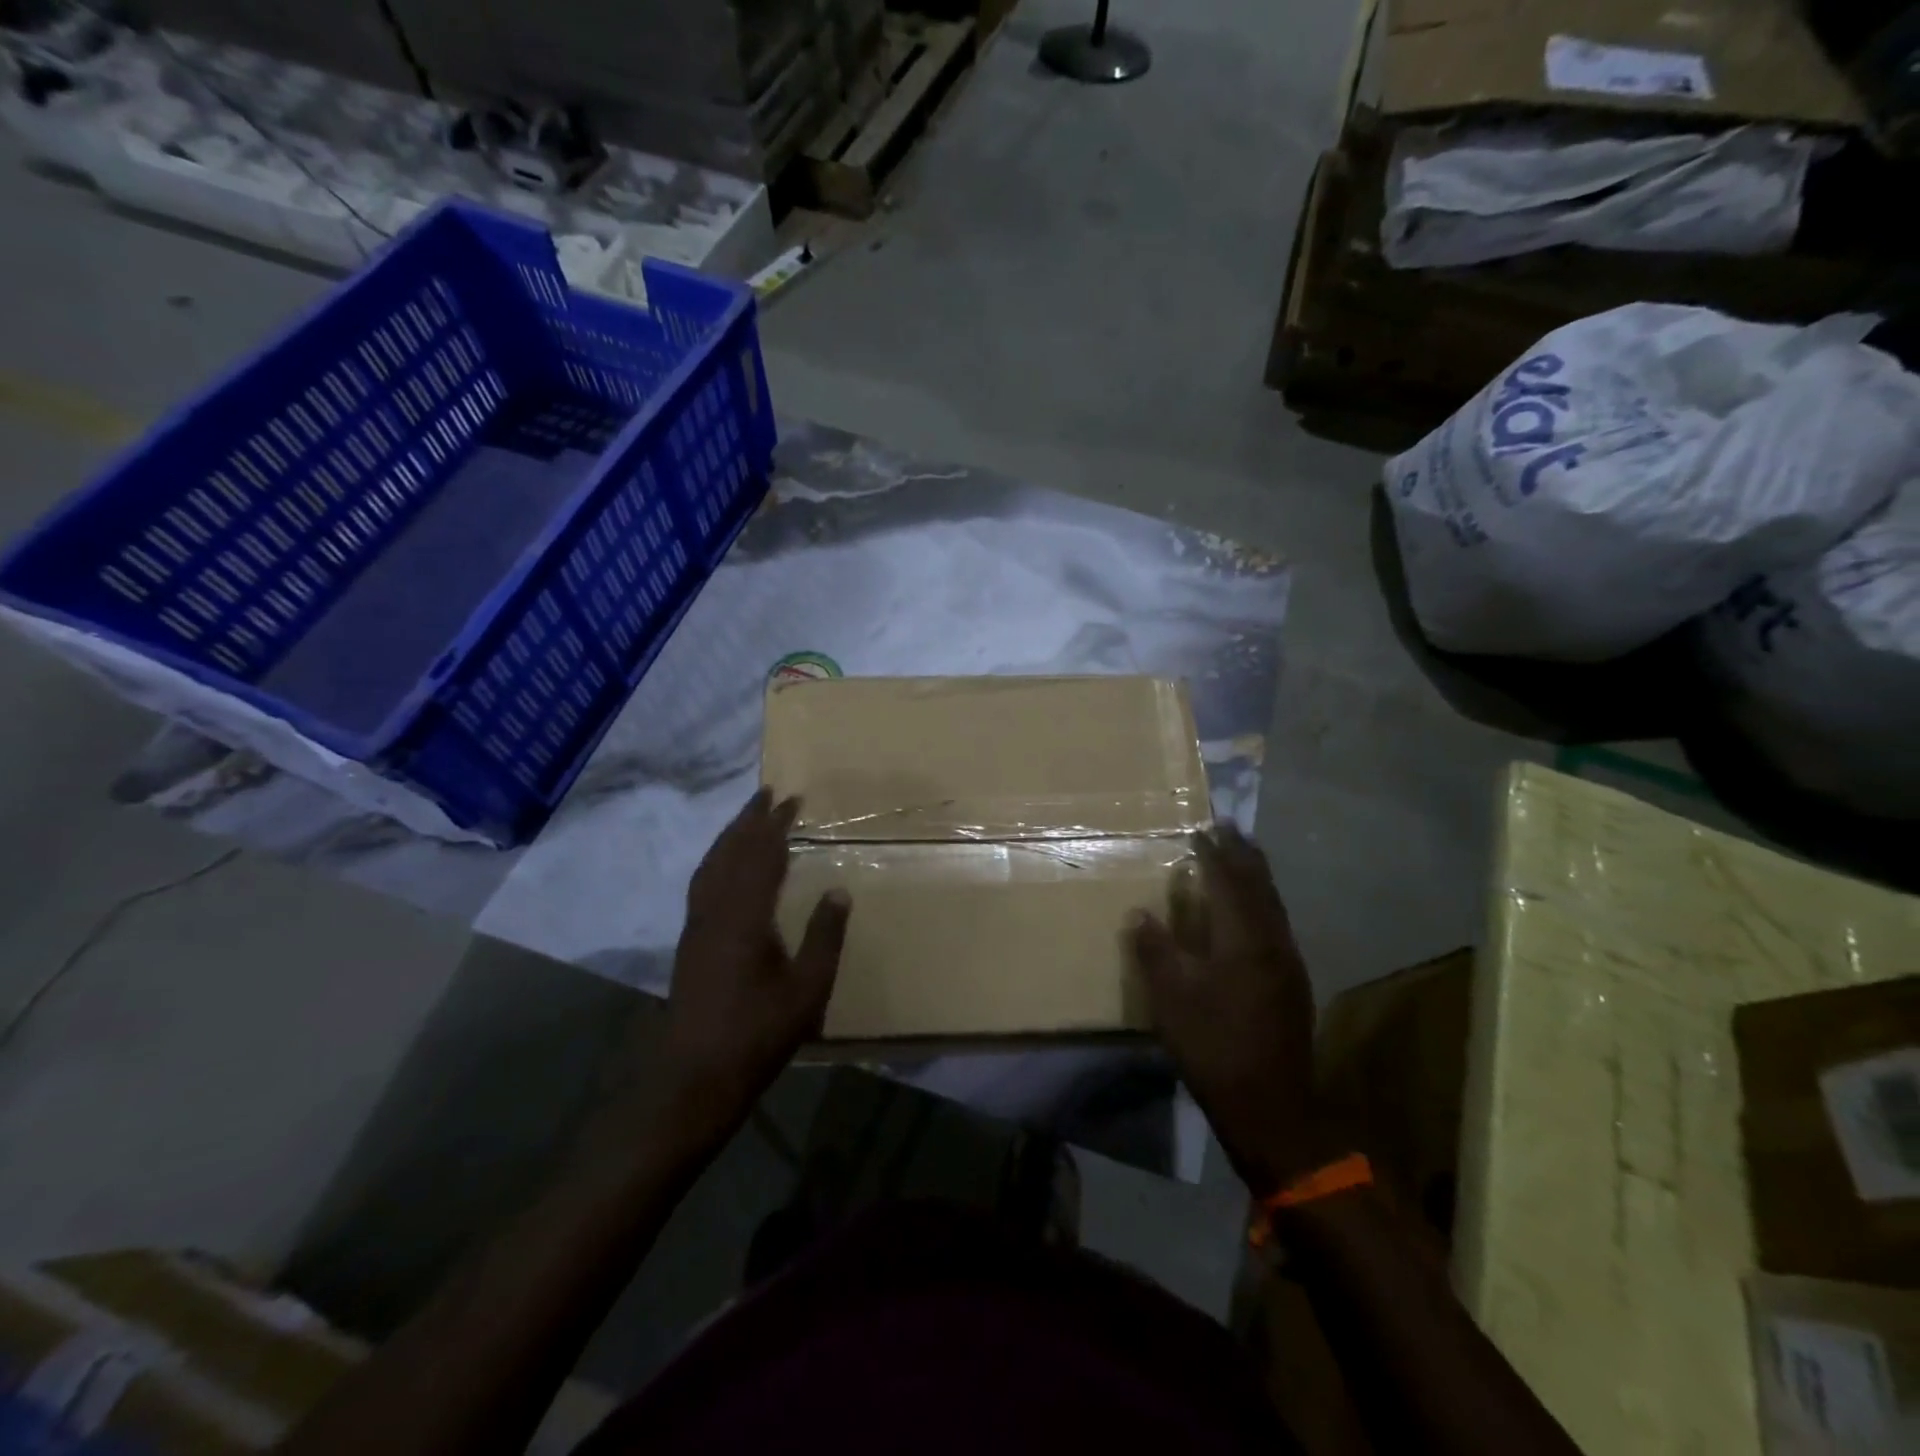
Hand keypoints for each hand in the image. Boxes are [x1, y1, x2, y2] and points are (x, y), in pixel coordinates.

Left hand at [657, 789, 849, 1151]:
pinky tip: (726, 869)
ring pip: (711, 866)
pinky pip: (703, 883)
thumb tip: (838, 891)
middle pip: (730, 852)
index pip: (761, 855)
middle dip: (749, 820)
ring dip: (730, 837)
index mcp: (745, 916)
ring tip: (748, 820)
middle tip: (767, 795)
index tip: (791, 799)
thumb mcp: (807, 990)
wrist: (693, 1078)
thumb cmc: (757, 1034)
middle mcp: (714, 911)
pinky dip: (717, 861)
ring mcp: (696, 927)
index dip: (776, 825)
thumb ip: (825, 937)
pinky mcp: (689, 943)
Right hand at [1128, 825, 1320, 1196]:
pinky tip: (1254, 909)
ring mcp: (1287, 961)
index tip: (1201, 830)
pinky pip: (1277, 923)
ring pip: (1273, 904)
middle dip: (1244, 854)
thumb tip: (1140, 913)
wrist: (1270, 1104)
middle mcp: (1271, 941)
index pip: (1228, 882)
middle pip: (1259, 886)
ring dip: (1257, 875)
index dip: (1214, 854)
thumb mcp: (1171, 999)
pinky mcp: (1292, 981)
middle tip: (1229, 828)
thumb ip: (1156, 950)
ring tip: (1243, 855)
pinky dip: (1263, 901)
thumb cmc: (1213, 1046)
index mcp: (1241, 939)